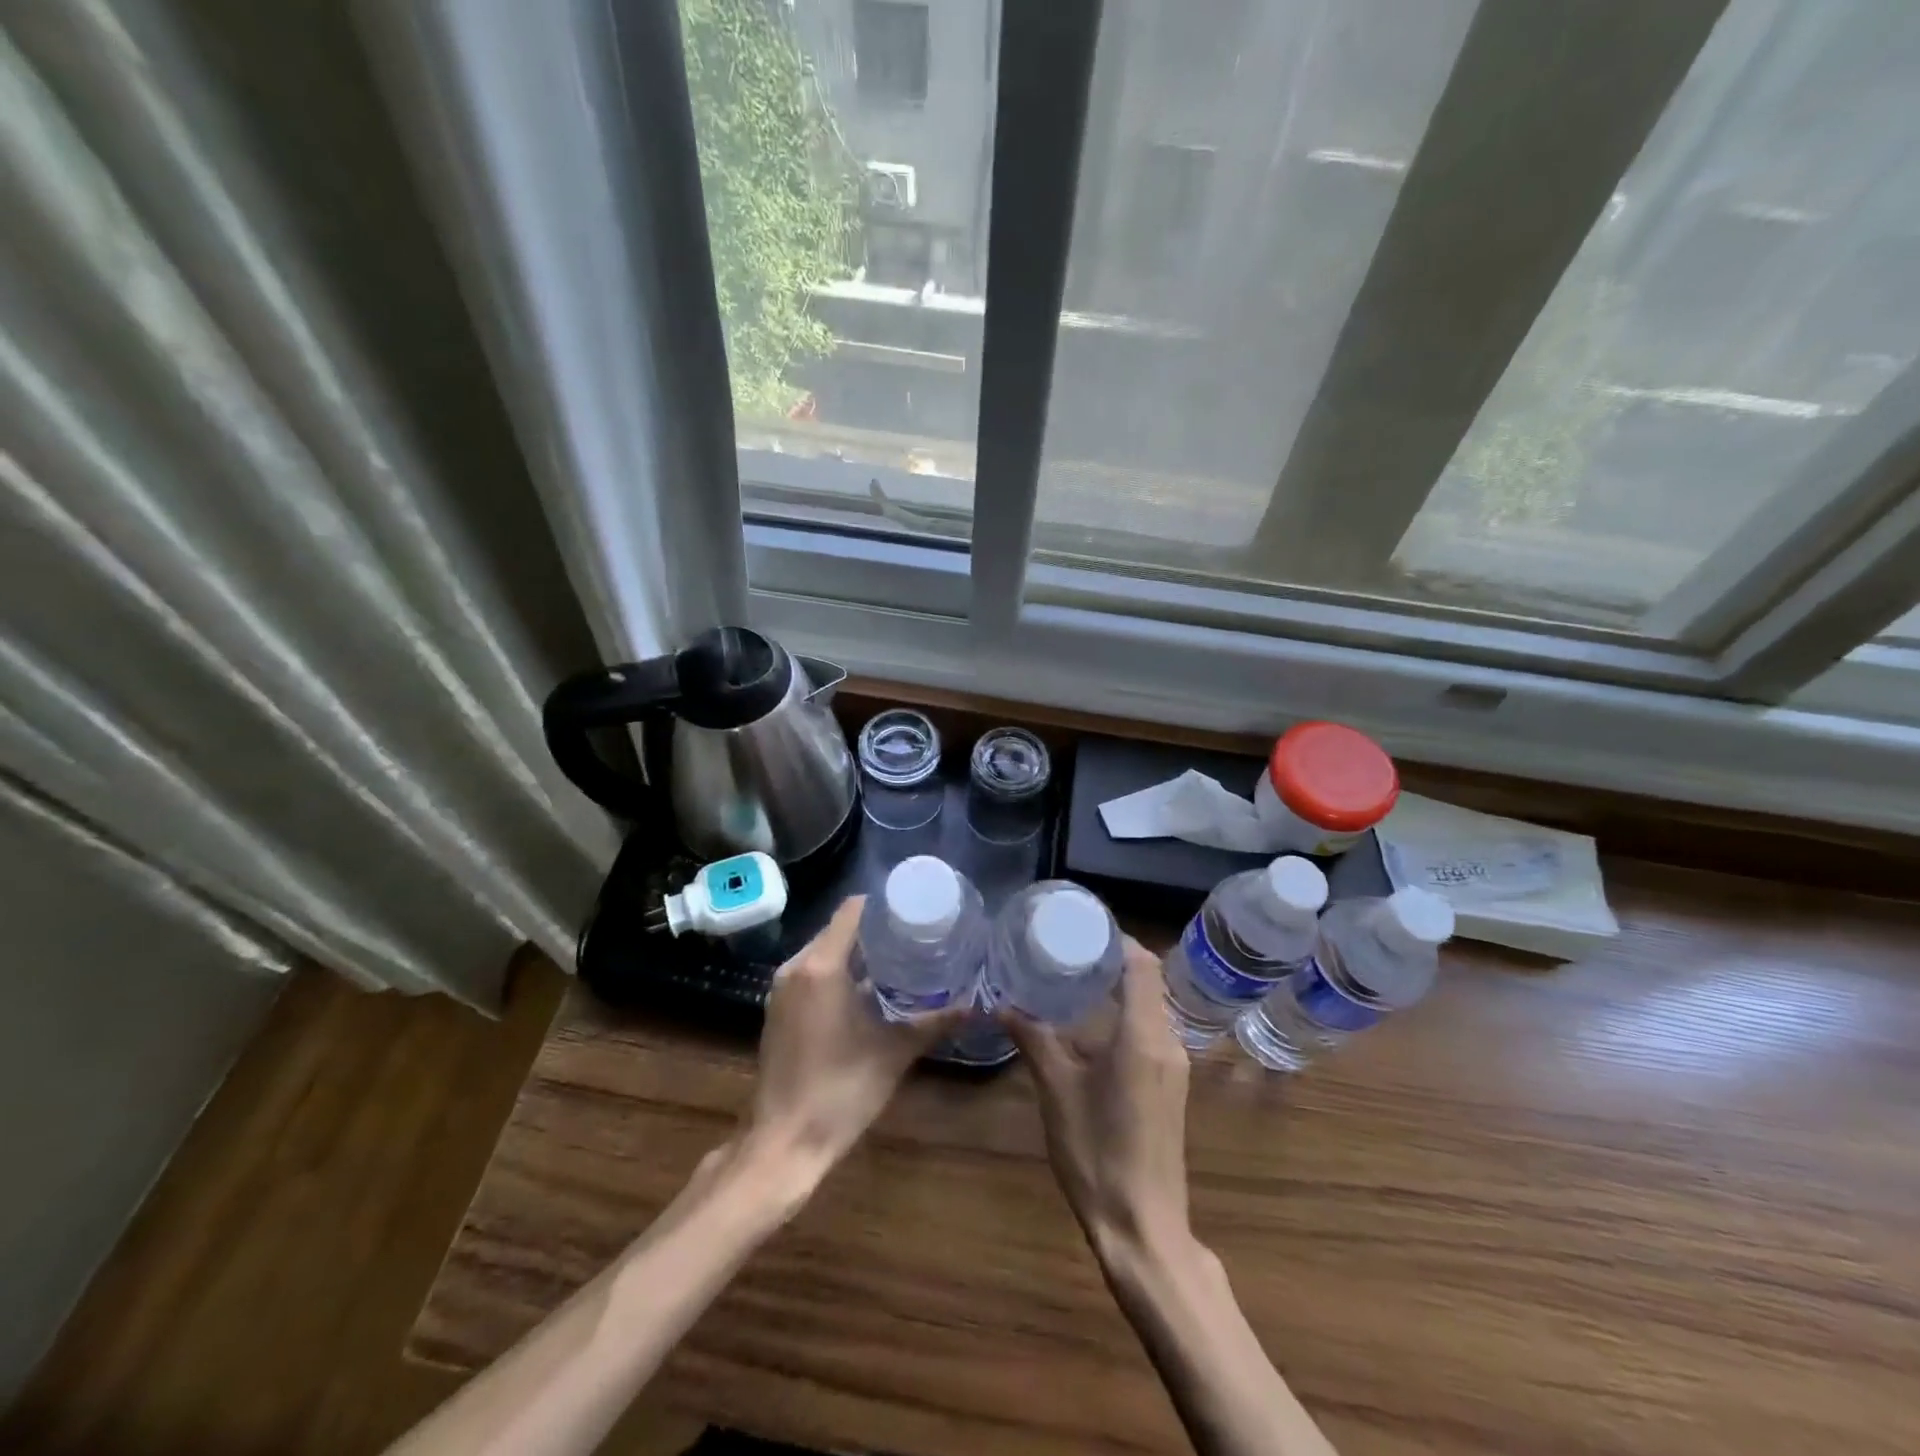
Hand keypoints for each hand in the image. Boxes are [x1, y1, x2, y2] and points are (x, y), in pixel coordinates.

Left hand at [740, 896, 956, 1190]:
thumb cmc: (841, 1091)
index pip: (852, 910)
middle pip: (838, 928)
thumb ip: (934, 1023)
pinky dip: (837, 971)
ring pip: (823, 951)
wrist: (784, 1143)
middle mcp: (795, 967)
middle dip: (874, 928)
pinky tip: (866, 989)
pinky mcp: (777, 1009)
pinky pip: (811, 972)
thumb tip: (975, 1005)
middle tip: (915, 935)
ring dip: (856, 951)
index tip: (914, 909)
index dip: (883, 904)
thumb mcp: (894, 1052)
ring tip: (898, 958)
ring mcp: (781, 989)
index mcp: (821, 966)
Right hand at [1003, 938, 1193, 1263]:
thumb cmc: (1097, 1153)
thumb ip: (1033, 1038)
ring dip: (1119, 987)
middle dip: (1113, 959)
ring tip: (1074, 978)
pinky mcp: (1170, 1086)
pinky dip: (1125, 1014)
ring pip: (1150, 1006)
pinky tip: (1090, 1025)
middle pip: (1149, 981)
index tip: (1081, 927)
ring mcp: (1174, 1066)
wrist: (1143, 1227)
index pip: (1142, 965)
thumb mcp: (1056, 1091)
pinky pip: (1151, 1031)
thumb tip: (1001, 1002)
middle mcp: (1167, 1043)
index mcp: (1144, 1036)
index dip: (1117, 939)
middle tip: (1068, 949)